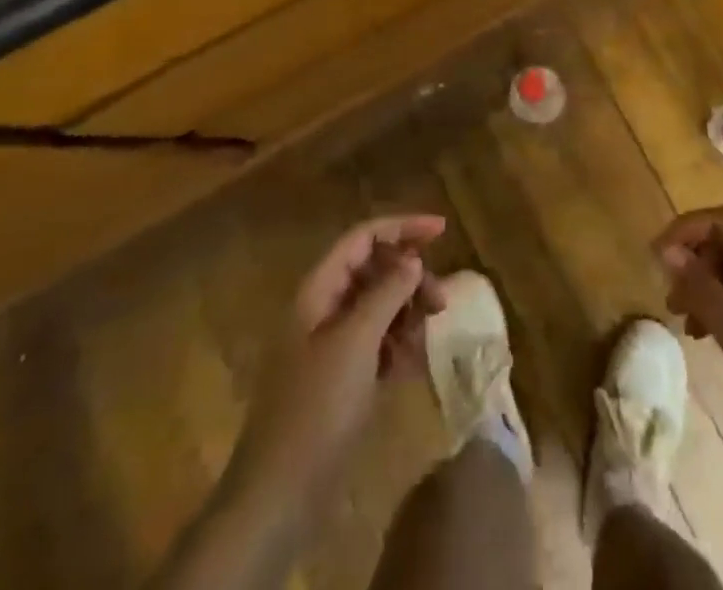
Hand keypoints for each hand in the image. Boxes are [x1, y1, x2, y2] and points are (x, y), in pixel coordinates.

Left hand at [231, 215, 447, 499]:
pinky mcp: (342, 378)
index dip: (402, 226)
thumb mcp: (356, 343)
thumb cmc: (316, 408)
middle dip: (410, 275)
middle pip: (374, 269)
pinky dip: (398, 343)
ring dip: (407, 310)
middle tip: (441, 300)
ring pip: (379, 306)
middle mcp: (324, 309)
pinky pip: (377, 342)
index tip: (442, 230)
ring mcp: (332, 345)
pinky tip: (415, 360)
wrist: (279, 496)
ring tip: (428, 332)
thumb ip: (387, 293)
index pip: (364, 238)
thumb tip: (413, 259)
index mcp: (318, 291)